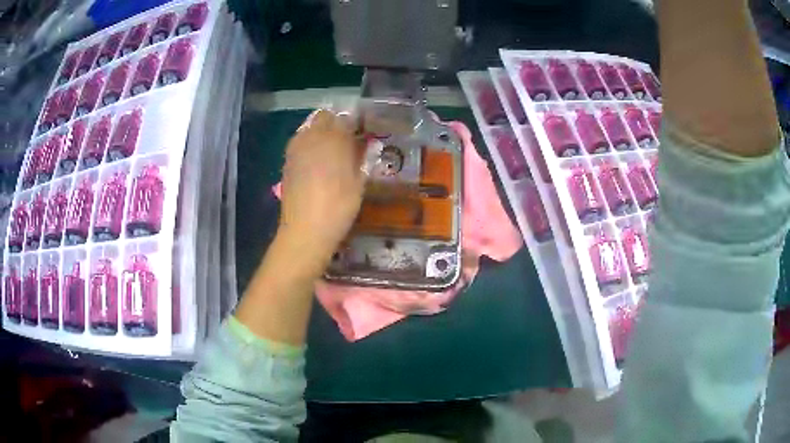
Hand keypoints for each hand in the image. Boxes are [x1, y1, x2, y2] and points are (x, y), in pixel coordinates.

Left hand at [278, 109, 364, 267]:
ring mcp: (296, 148)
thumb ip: (363, 158)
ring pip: (309, 127)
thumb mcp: (359, 182)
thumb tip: (367, 144)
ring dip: (321, 132)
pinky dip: (309, 144)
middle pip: (324, 117)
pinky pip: (300, 142)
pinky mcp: (287, 161)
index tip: (362, 132)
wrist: (305, 229)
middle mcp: (313, 137)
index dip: (355, 123)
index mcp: (334, 139)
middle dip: (336, 123)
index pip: (346, 118)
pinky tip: (316, 160)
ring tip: (331, 149)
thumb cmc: (339, 207)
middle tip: (347, 139)